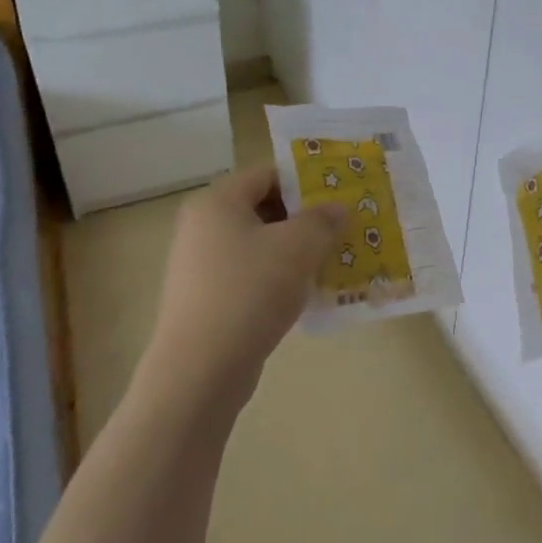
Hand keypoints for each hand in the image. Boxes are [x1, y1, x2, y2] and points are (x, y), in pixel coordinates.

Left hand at [142, 163, 345, 414]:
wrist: (201, 368)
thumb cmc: (250, 291)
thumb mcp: (298, 247)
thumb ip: (322, 220)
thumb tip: (337, 208)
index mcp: (217, 201)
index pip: (268, 174)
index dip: (306, 182)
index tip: (340, 199)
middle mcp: (202, 226)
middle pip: (263, 208)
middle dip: (305, 219)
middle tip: (342, 231)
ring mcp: (199, 265)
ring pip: (258, 245)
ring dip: (295, 252)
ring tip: (331, 264)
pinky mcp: (205, 299)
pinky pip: (249, 276)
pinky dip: (277, 279)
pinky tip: (305, 296)